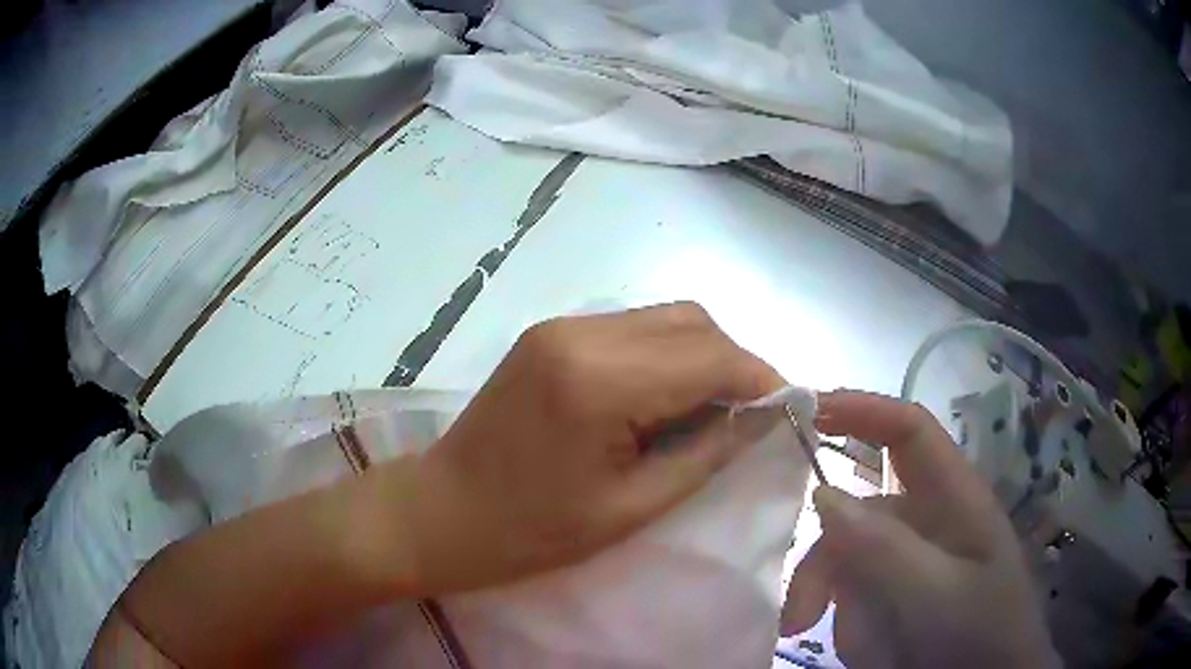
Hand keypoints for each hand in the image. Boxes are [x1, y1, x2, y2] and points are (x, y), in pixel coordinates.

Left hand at [398, 303, 783, 592]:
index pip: (711, 357)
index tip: (789, 409)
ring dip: (702, 358)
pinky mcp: (551, 334)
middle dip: (735, 365)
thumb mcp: (632, 508)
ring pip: (666, 320)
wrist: (441, 512)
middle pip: (693, 323)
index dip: (762, 380)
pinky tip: (664, 400)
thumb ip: (707, 453)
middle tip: (749, 417)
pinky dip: (666, 357)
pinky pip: (633, 330)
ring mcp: (561, 326)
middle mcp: (582, 332)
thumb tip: (763, 416)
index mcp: (600, 379)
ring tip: (709, 413)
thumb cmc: (531, 533)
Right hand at [781, 391, 1059, 667]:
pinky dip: (838, 615)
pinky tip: (851, 645)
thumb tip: (821, 493)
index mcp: (954, 497)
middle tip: (798, 607)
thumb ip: (883, 547)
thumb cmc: (978, 633)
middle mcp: (927, 521)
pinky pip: (851, 592)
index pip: (908, 430)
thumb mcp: (935, 593)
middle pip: (862, 509)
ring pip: (848, 556)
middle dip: (825, 550)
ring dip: (822, 593)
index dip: (862, 409)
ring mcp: (908, 561)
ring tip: (809, 633)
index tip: (804, 412)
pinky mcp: (893, 595)